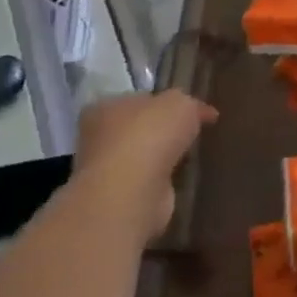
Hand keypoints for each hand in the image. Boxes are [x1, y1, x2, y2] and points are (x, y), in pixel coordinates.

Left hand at [73, 91, 213, 238]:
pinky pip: (148, 181)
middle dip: (164, 131)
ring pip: (143, 156)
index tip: (191, 109)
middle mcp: (98, 138)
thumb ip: (189, 103)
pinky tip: (182, 177)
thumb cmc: (150, 134)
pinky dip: (163, 179)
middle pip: (139, 128)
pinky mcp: (120, 197)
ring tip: (192, 155)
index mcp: (104, 107)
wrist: (132, 191)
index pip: (138, 99)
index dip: (166, 101)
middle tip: (194, 131)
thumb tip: (198, 112)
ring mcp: (106, 171)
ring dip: (163, 157)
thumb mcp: (181, 102)